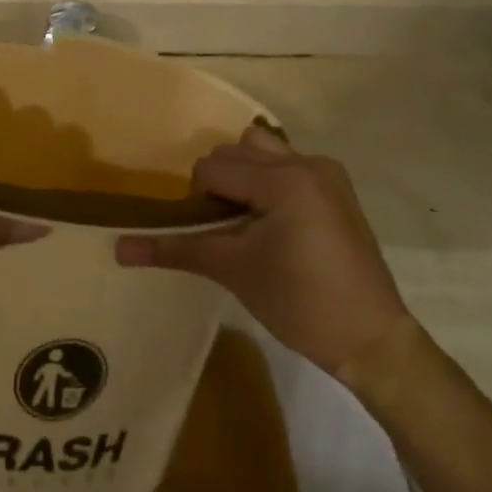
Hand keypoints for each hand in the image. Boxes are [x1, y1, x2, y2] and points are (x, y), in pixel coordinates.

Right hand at [115, 128, 410, 385]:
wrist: (373, 342)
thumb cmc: (300, 305)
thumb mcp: (233, 270)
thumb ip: (174, 249)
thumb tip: (118, 247)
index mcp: (283, 179)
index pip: (213, 168)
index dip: (200, 201)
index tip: (213, 237)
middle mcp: (306, 163)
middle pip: (236, 151)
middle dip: (221, 184)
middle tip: (226, 230)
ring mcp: (327, 172)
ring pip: (262, 149)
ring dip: (244, 176)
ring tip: (248, 220)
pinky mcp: (337, 187)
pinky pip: (287, 164)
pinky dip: (269, 182)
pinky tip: (275, 223)